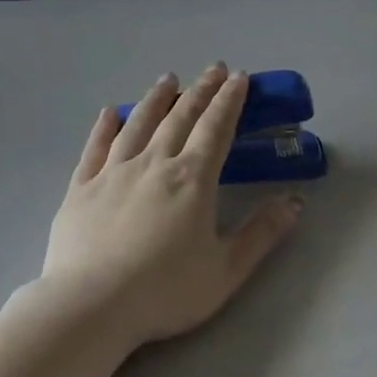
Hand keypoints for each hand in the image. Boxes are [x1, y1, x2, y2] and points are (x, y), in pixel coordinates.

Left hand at [43, 66, 303, 347]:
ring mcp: (113, 172)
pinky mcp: (81, 188)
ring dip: (157, 98)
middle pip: (181, 118)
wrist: (90, 307)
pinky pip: (95, 148)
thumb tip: (295, 201)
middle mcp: (154, 164)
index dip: (229, 101)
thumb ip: (262, 233)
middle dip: (201, 90)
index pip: (216, 128)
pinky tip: (111, 113)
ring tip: (168, 79)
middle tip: (213, 68)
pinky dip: (105, 127)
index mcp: (192, 179)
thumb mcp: (226, 270)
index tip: (238, 78)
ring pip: (139, 124)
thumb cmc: (164, 291)